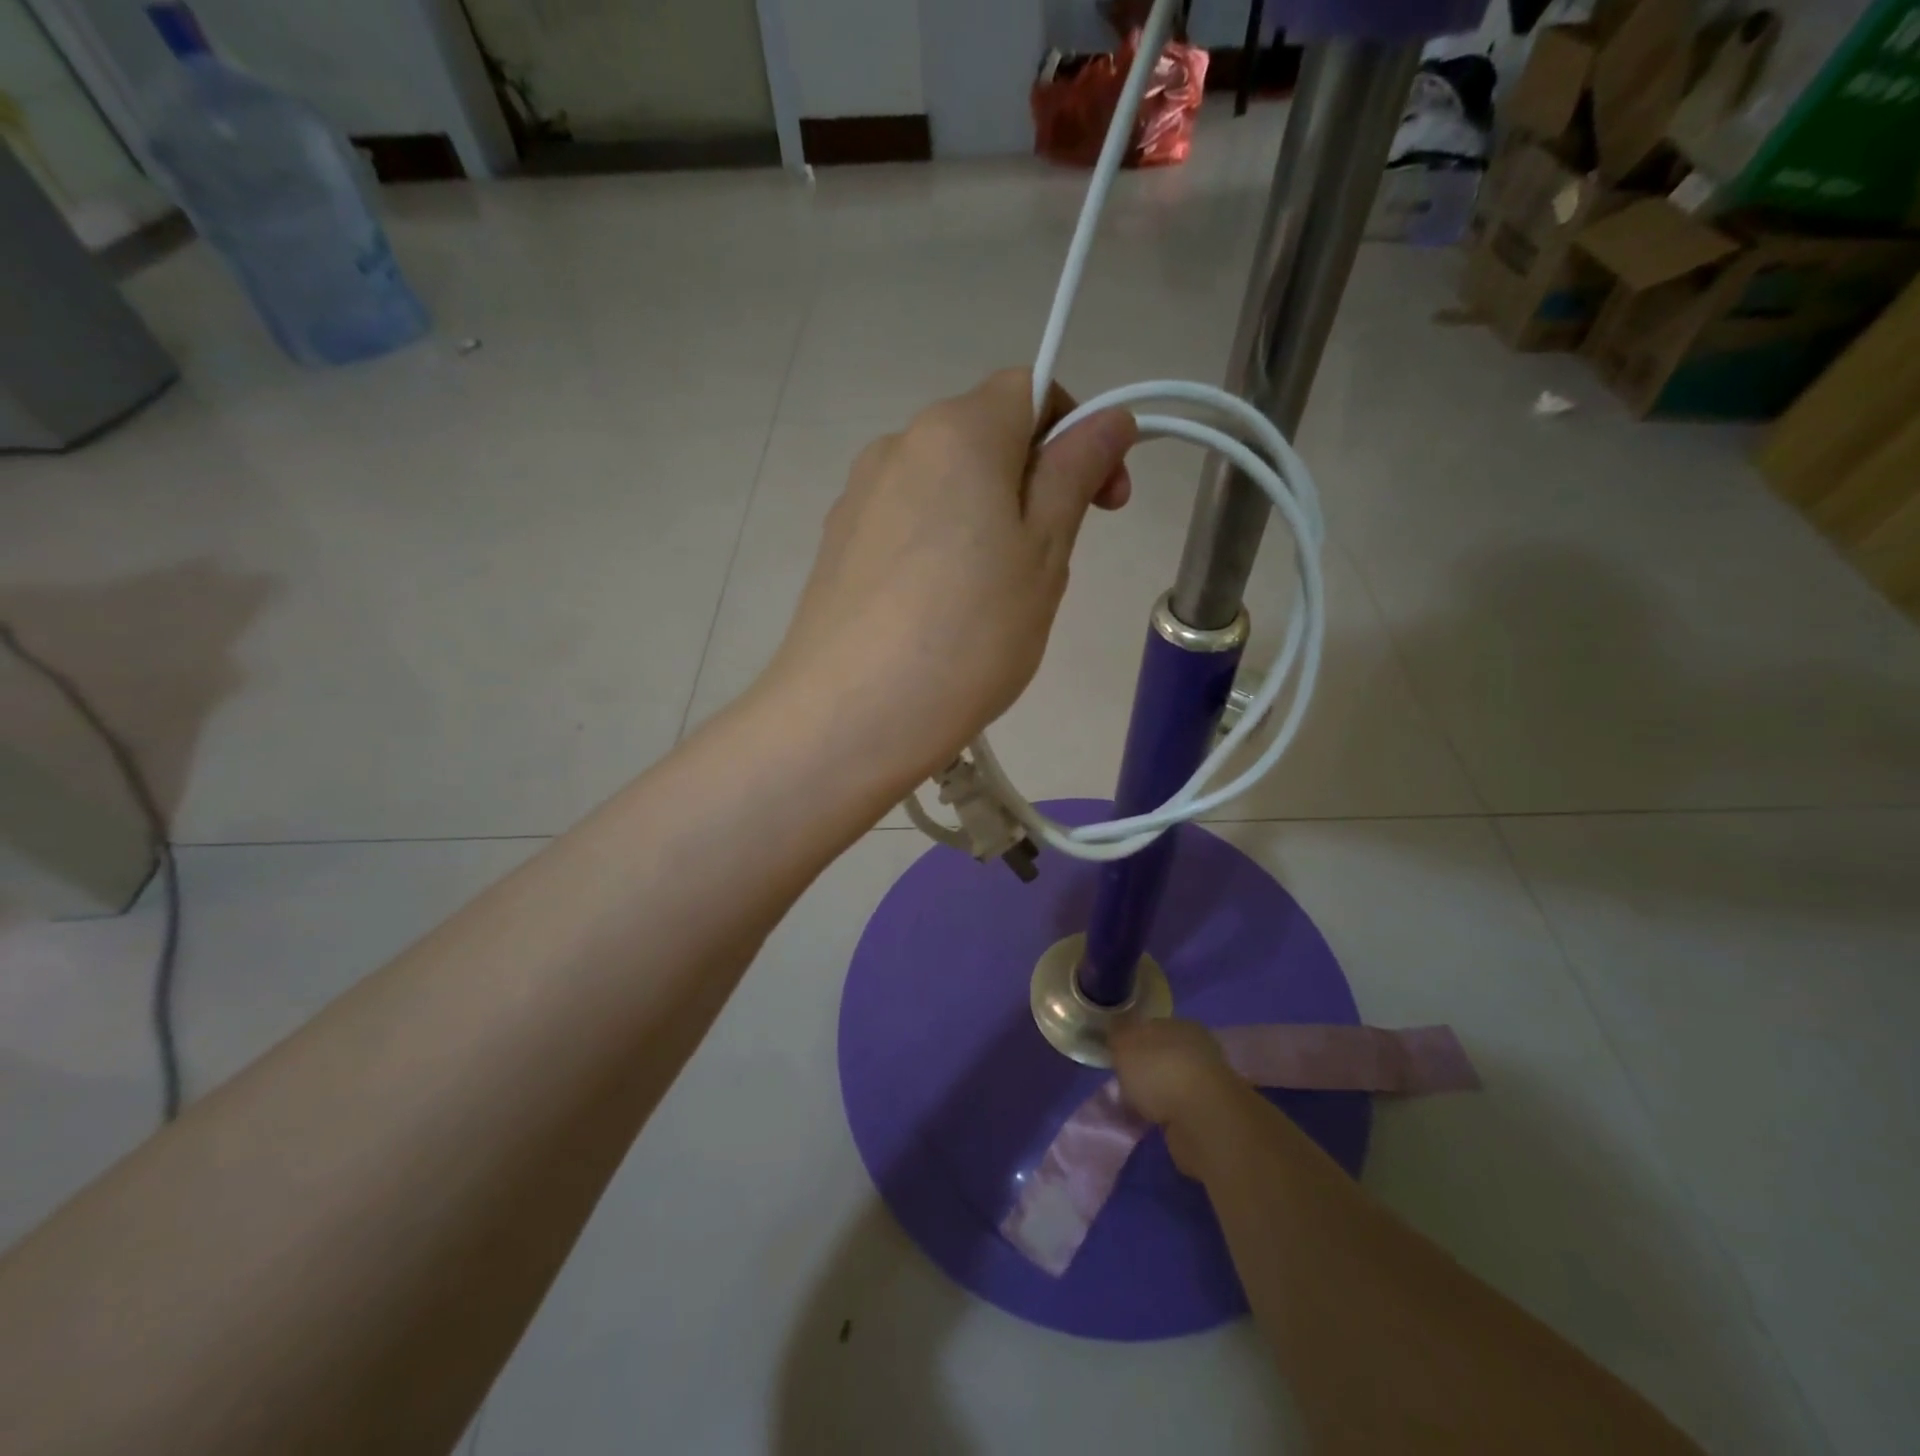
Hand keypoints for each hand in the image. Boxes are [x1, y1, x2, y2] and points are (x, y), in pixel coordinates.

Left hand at [765, 370, 1135, 788]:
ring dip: (986, 519)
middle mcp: (897, 445)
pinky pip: (907, 524)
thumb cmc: (968, 636)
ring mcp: (858, 497)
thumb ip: (1074, 475)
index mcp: (956, 432)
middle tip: (1047, 567)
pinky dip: (940, 547)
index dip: (1077, 430)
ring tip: (991, 602)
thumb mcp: (1043, 556)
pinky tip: (939, 613)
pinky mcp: (836, 544)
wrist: (848, 718)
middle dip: (1032, 483)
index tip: (1103, 500)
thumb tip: (1111, 419)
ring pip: (945, 486)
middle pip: (984, 437)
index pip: (1031, 388)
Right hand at [1110, 1019, 1248, 1178]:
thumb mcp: (1124, 1045)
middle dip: (1144, 1069)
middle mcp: (1197, 1048)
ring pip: (1172, 1083)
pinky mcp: (1211, 1114)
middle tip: (1124, 1084)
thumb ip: (1117, 1037)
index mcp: (1179, 1024)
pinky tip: (1153, 1122)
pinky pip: (1180, 1109)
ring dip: (1157, 1094)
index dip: (1131, 1040)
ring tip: (1136, 1107)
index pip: (1150, 1027)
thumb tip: (1116, 1036)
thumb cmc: (1159, 1071)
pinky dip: (1167, 1114)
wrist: (1202, 1119)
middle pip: (1162, 1055)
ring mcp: (1207, 1082)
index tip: (1115, 1056)